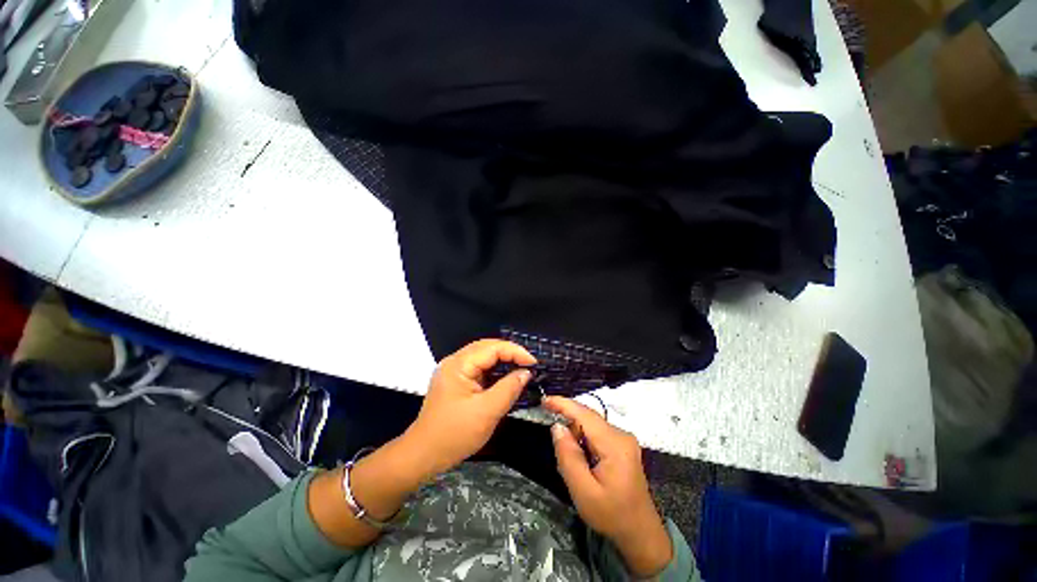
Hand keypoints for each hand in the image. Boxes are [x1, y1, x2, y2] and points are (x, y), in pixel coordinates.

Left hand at [403, 339, 536, 475]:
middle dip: (510, 353)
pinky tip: (506, 378)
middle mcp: (455, 362)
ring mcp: (454, 371)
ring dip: (503, 361)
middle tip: (529, 364)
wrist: (423, 455)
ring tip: (522, 369)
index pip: (492, 348)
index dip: (515, 352)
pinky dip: (495, 371)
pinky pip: (479, 368)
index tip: (534, 363)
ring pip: (484, 357)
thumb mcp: (487, 412)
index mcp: (459, 365)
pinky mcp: (456, 381)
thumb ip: (509, 389)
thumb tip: (526, 373)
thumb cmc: (454, 434)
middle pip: (487, 348)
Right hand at [545, 396, 672, 577]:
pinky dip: (584, 440)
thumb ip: (568, 457)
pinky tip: (583, 461)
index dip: (563, 404)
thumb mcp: (584, 492)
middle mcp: (621, 434)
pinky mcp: (622, 445)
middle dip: (568, 422)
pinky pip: (597, 433)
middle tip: (555, 444)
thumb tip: (557, 427)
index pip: (584, 414)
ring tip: (572, 462)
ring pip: (591, 425)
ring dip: (576, 434)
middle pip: (588, 418)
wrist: (640, 533)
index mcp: (614, 444)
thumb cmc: (611, 515)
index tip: (543, 400)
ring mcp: (623, 439)